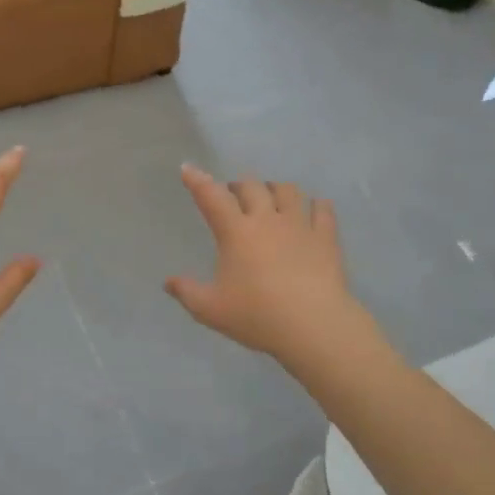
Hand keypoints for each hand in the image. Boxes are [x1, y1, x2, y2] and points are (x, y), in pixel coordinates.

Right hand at [165, 166, 366, 365]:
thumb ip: (187, 292)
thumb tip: (168, 282)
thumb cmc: (256, 316)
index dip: (198, 181)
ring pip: (288, 191)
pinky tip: (314, 209)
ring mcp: (300, 225)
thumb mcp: (210, 309)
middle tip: (233, 194)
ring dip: (275, 189)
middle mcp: (267, 219)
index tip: (188, 169)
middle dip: (238, 185)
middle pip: (251, 186)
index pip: (212, 197)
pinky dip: (316, 205)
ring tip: (271, 197)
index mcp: (236, 232)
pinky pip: (323, 210)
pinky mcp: (326, 237)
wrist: (313, 326)